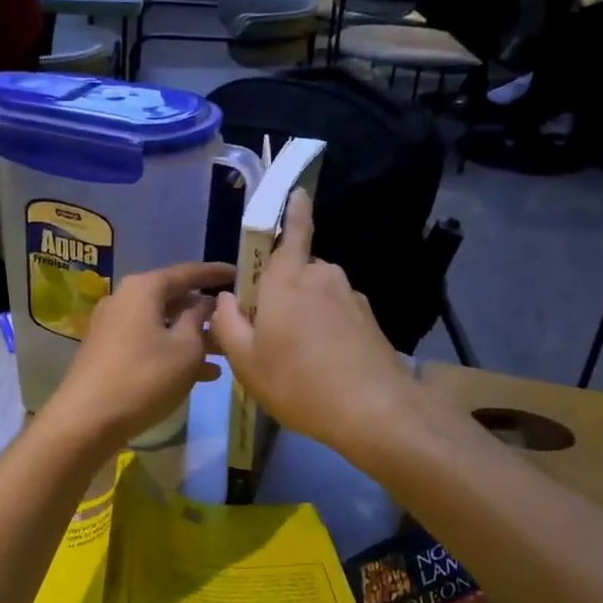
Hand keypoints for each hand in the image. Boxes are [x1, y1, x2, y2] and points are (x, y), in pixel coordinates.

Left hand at [40, 262, 232, 448]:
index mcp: (143, 288)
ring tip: (225, 353)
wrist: (86, 420)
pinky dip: (173, 352)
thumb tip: (204, 303)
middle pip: (172, 298)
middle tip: (235, 319)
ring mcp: (112, 326)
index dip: (215, 273)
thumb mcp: (186, 349)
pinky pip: (148, 342)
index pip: (187, 272)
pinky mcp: (107, 352)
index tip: (239, 274)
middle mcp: (124, 299)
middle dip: (204, 312)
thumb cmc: (144, 377)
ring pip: (162, 324)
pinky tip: (202, 374)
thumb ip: (199, 320)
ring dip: (192, 337)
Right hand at [211, 191, 419, 457]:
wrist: (374, 411)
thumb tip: (228, 298)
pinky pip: (337, 313)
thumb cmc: (298, 382)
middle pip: (297, 270)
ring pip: (317, 294)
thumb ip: (228, 323)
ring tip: (296, 357)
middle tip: (268, 332)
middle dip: (282, 290)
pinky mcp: (369, 319)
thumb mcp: (245, 360)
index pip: (291, 231)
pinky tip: (322, 365)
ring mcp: (350, 297)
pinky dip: (326, 330)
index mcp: (287, 278)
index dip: (294, 210)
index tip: (299, 191)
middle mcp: (322, 277)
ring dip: (304, 313)